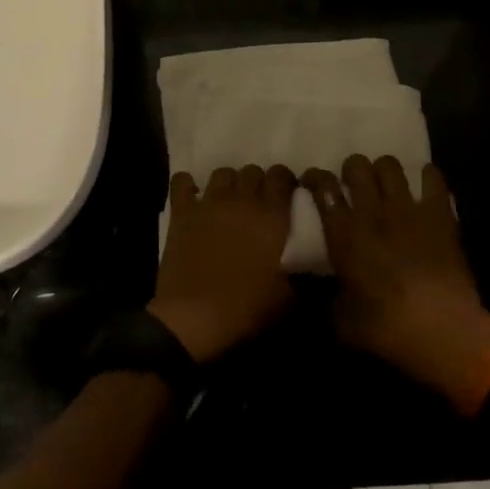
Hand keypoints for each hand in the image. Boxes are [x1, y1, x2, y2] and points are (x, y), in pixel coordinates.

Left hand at [148, 165, 295, 362]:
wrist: (193, 317)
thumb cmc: (244, 308)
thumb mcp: (285, 300)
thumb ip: (299, 278)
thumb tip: (307, 273)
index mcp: (271, 217)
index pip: (281, 177)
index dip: (284, 180)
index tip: (285, 192)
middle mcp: (242, 200)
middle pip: (252, 170)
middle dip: (257, 182)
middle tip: (256, 202)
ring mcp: (209, 202)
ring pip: (222, 173)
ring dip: (228, 183)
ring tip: (227, 201)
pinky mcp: (182, 211)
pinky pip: (183, 181)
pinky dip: (187, 185)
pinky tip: (192, 198)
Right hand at [304, 155, 489, 397]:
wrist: (444, 332)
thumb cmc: (388, 330)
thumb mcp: (344, 322)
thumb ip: (331, 299)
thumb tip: (327, 293)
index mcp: (343, 234)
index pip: (323, 187)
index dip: (315, 178)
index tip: (313, 181)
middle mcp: (371, 211)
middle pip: (356, 166)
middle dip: (351, 170)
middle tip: (353, 184)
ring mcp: (407, 208)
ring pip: (389, 165)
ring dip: (384, 171)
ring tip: (386, 184)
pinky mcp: (439, 214)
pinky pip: (432, 177)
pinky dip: (426, 176)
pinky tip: (423, 185)